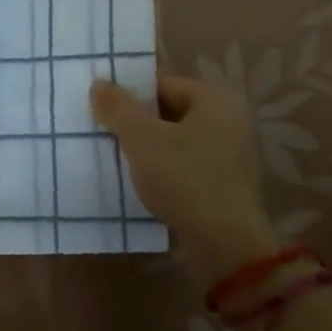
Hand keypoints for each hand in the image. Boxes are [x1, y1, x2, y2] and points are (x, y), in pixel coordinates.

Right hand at [90, 75, 283, 288]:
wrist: (226, 248)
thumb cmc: (184, 179)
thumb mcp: (142, 138)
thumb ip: (118, 107)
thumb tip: (99, 82)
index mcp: (217, 100)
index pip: (164, 84)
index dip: (131, 95)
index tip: (103, 110)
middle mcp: (231, 121)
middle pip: (171, 112)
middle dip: (138, 123)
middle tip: (105, 133)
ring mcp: (233, 156)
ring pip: (178, 142)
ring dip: (150, 149)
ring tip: (117, 159)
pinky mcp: (228, 187)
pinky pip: (188, 167)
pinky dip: (165, 171)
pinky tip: (141, 183)